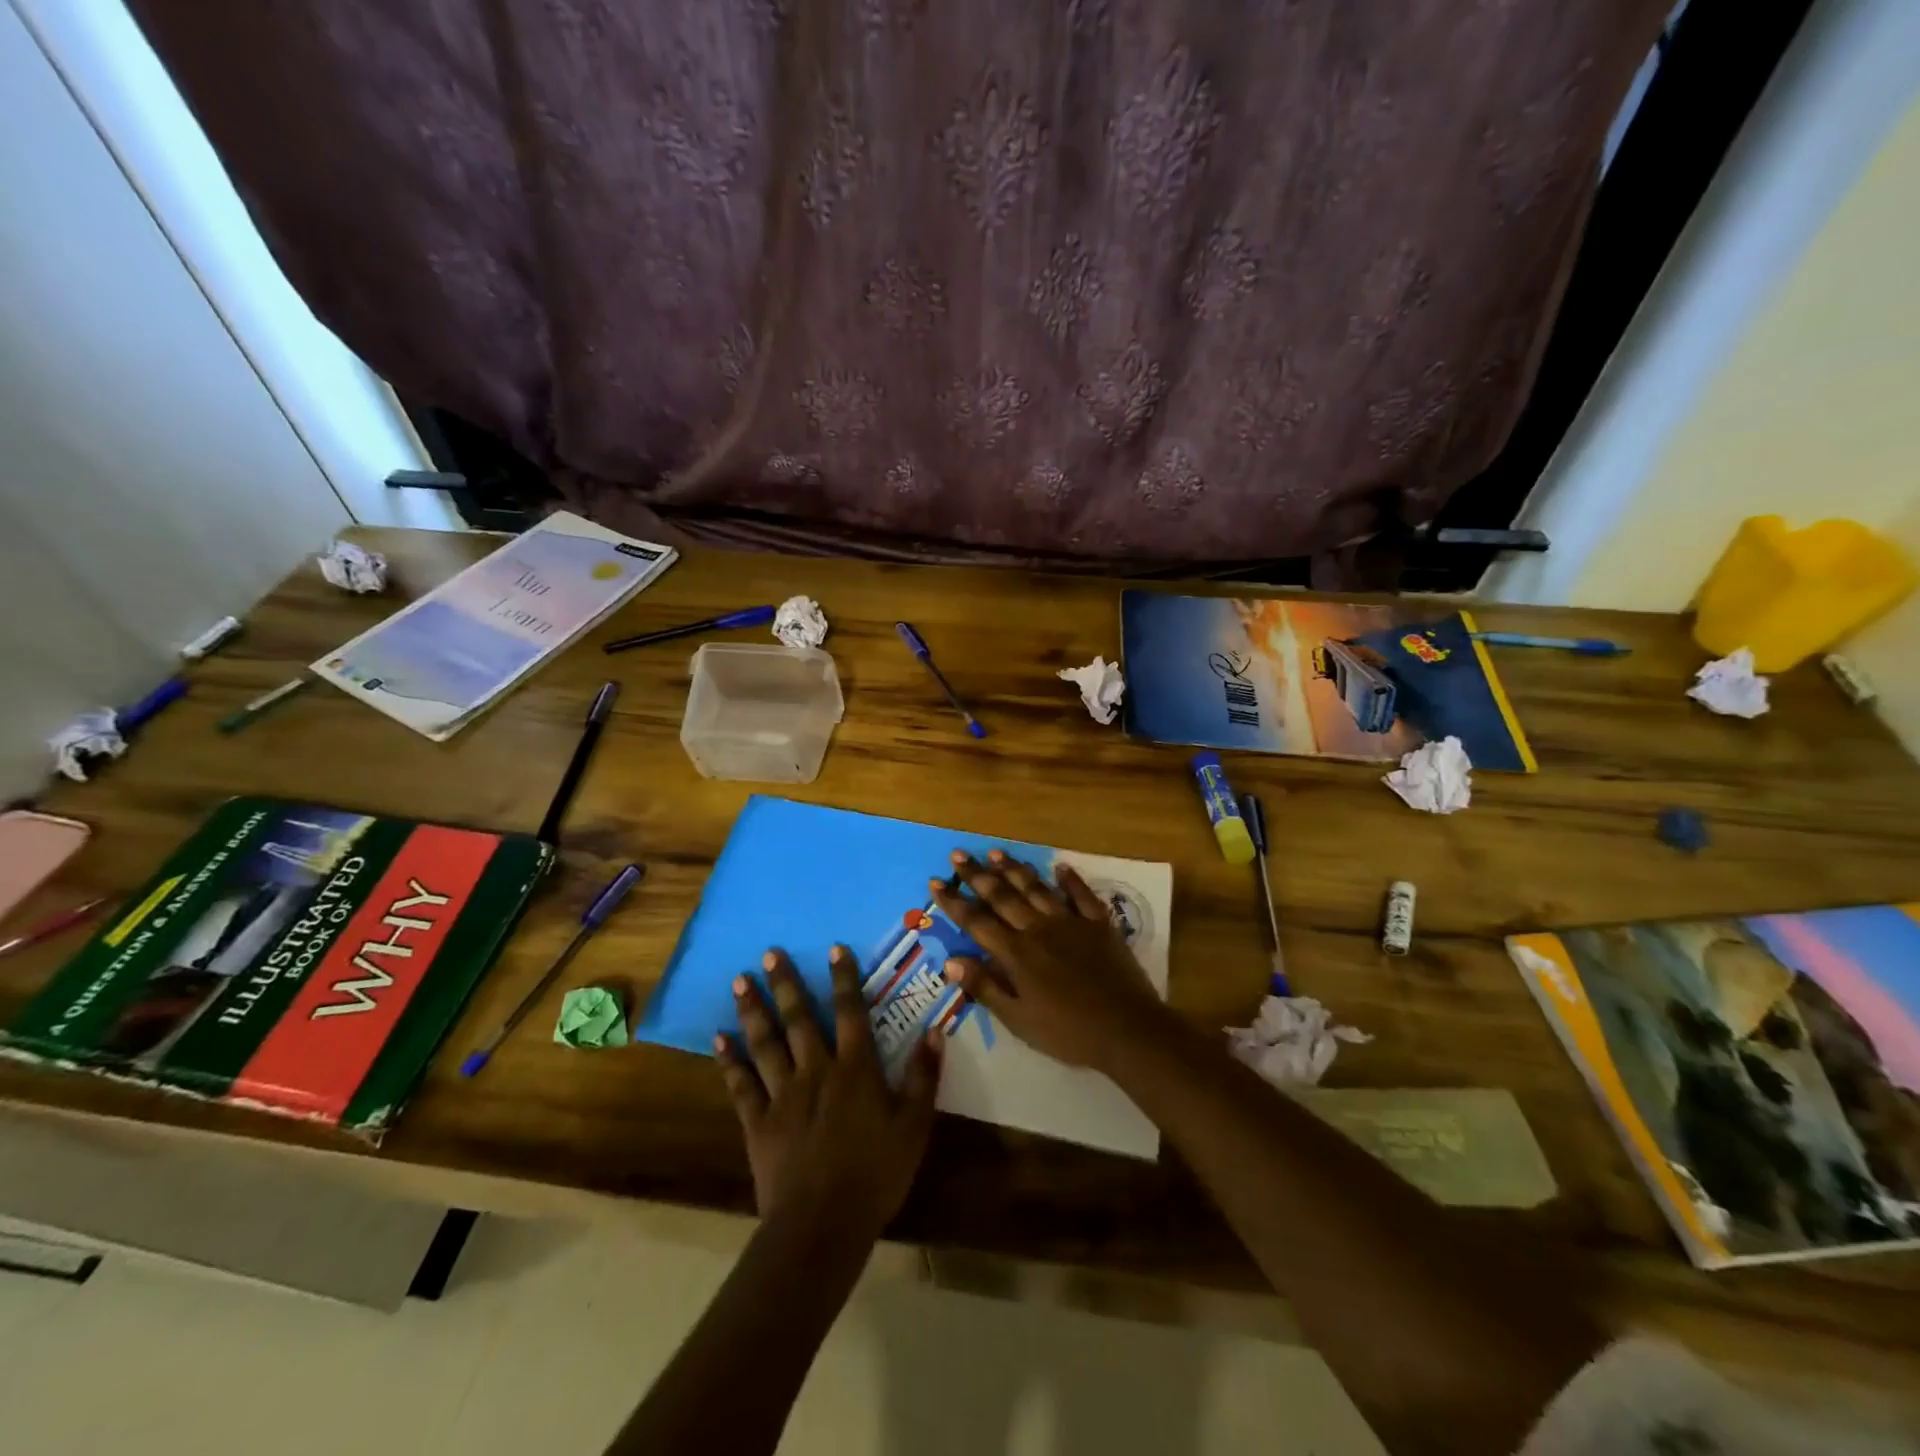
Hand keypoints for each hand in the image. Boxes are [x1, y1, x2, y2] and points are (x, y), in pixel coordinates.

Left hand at [715, 946, 941, 1239]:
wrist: (822, 1225)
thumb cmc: (875, 1174)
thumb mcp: (914, 1126)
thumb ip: (922, 1076)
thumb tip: (935, 1030)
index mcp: (855, 1070)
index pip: (850, 1012)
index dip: (843, 979)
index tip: (833, 948)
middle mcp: (816, 1071)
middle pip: (800, 1020)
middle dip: (786, 984)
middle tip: (769, 953)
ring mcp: (783, 1095)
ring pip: (766, 1044)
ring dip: (753, 1011)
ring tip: (740, 981)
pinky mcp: (758, 1123)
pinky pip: (742, 1086)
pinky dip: (730, 1061)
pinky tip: (719, 1039)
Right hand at [930, 850, 1170, 1072]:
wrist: (1127, 1029)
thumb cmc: (1068, 1032)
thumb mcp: (1019, 1020)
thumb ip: (985, 988)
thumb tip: (950, 961)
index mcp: (1016, 954)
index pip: (977, 921)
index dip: (954, 901)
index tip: (936, 882)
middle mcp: (1038, 929)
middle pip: (1002, 896)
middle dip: (977, 874)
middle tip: (958, 854)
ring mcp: (1070, 922)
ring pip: (1036, 888)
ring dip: (1014, 869)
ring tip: (995, 852)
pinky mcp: (1099, 923)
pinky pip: (1081, 895)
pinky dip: (1070, 879)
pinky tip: (1060, 866)